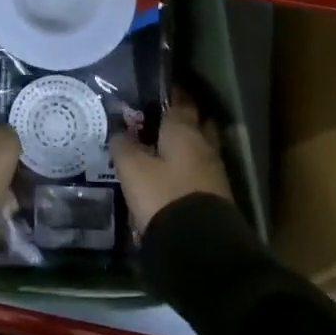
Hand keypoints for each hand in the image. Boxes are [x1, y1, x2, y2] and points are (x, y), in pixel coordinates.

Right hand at [110, 90, 231, 235]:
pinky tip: (173, 173)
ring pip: (200, 146)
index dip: (170, 92)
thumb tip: (119, 131)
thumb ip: (124, 145)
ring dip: (186, 144)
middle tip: (160, 117)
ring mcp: (214, 170)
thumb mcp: (132, 168)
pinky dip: (189, 166)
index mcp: (184, 130)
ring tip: (163, 147)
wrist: (199, 246)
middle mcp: (204, 144)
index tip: (157, 88)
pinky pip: (201, 169)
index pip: (180, 100)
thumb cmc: (162, 195)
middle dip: (183, 117)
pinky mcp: (216, 195)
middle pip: (197, 121)